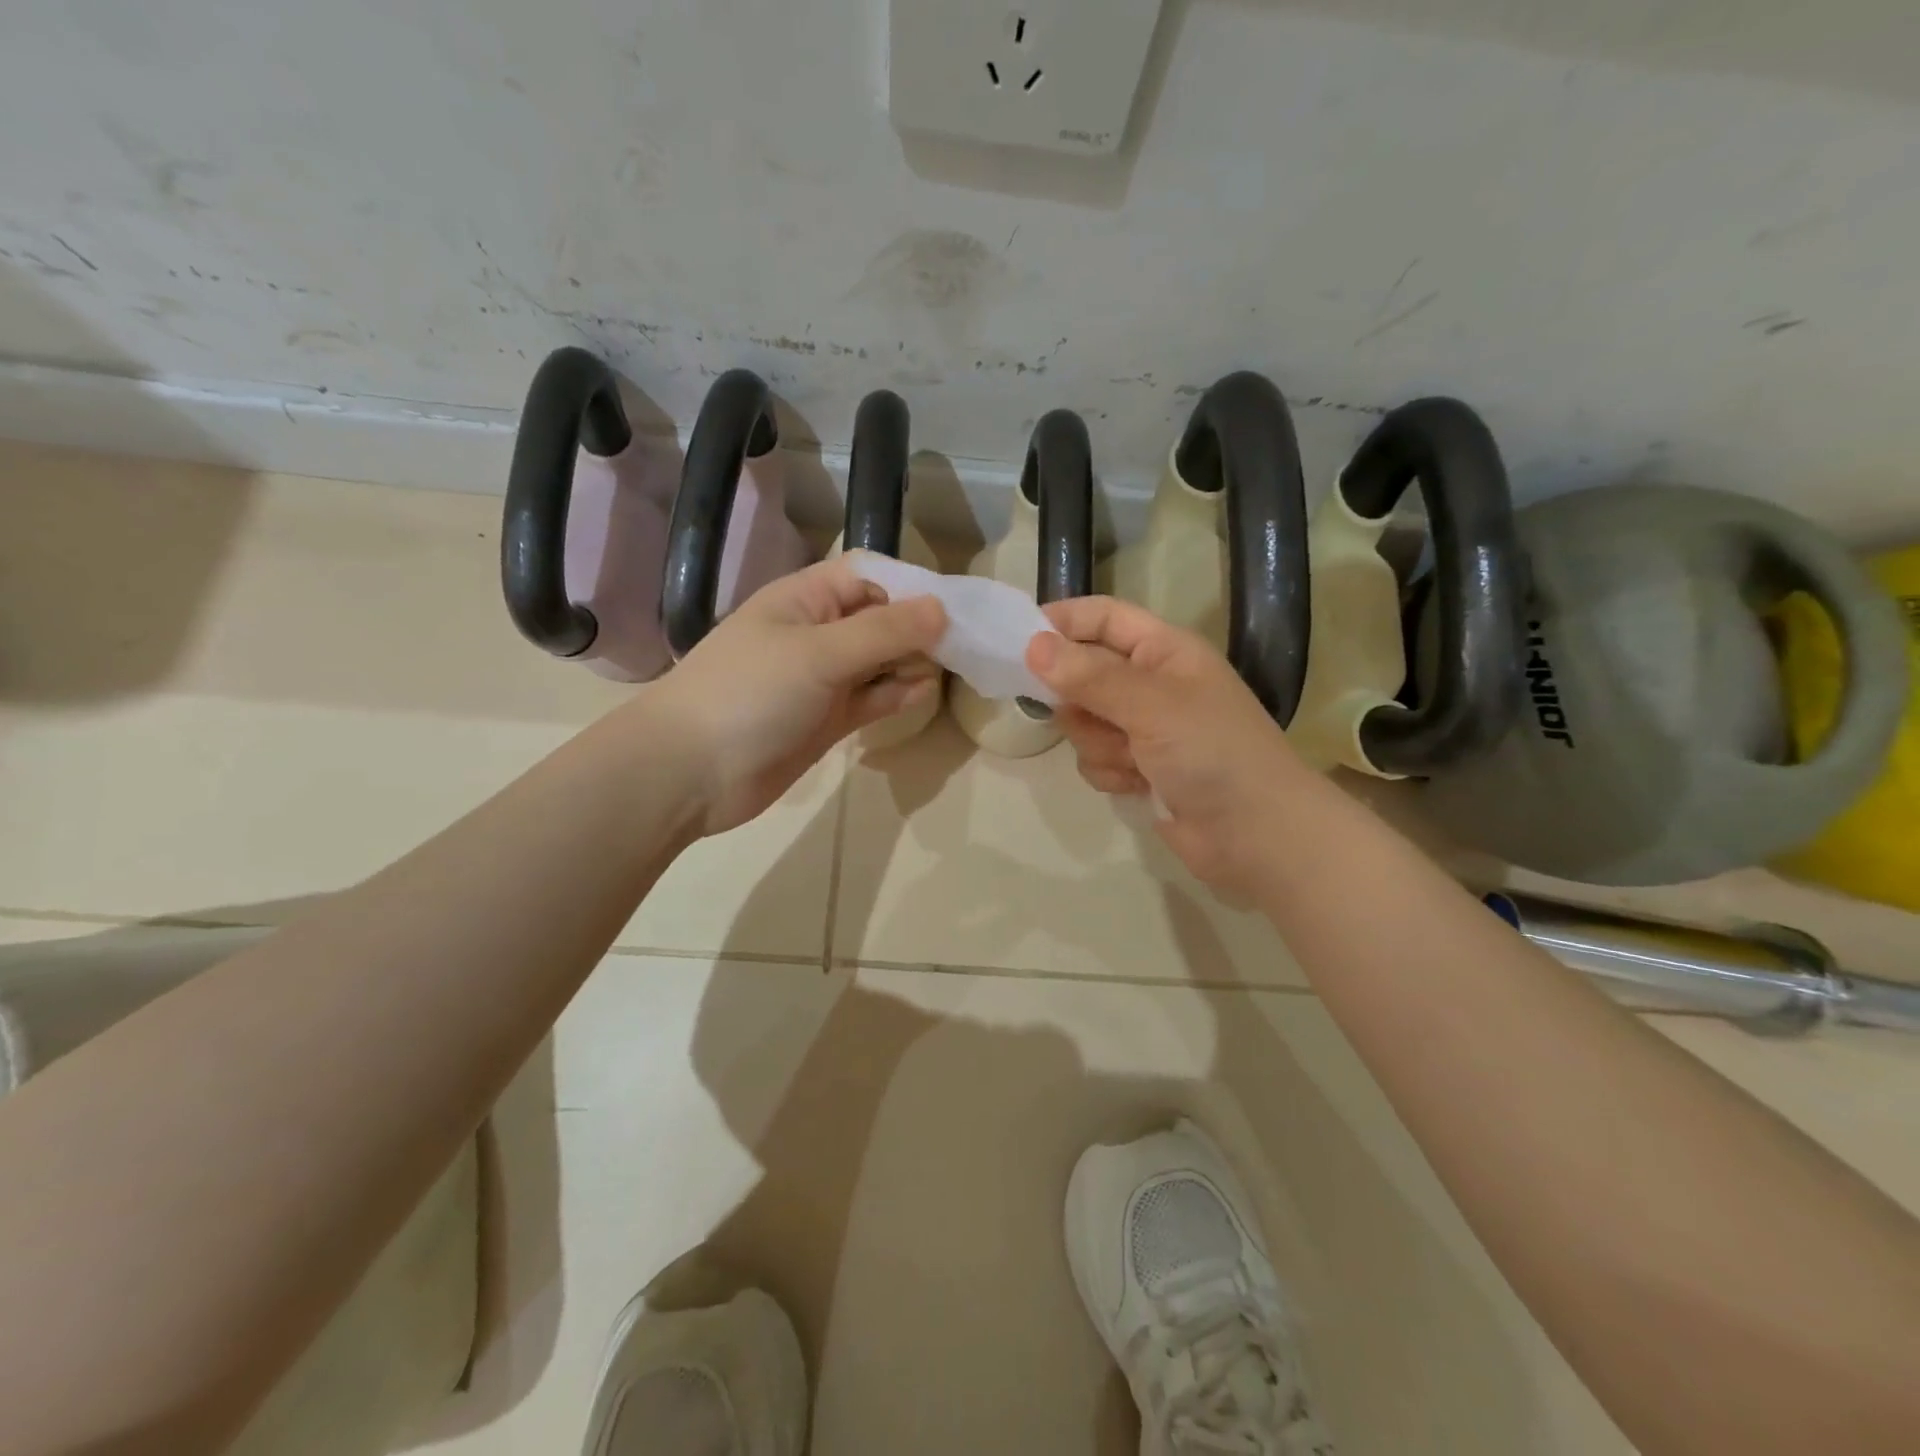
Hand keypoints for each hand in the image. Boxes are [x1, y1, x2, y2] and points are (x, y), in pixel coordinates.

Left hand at [646, 555, 946, 834]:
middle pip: (878, 619)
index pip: (867, 576)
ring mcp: (821, 680)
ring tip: (948, 669)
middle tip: (963, 644)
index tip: (952, 607)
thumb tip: (941, 609)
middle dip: (917, 628)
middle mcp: (816, 633)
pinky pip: (870, 699)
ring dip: (910, 663)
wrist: (690, 772)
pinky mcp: (825, 719)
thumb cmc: (750, 694)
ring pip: (878, 661)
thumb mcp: (819, 653)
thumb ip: (883, 632)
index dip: (908, 586)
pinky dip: (895, 695)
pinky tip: (921, 694)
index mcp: (805, 600)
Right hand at [1026, 596, 1314, 897]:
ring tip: (1132, 760)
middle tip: (1089, 716)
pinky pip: (1096, 758)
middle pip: (1083, 673)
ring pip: (1084, 722)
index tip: (1017, 639)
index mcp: (1165, 651)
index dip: (1062, 621)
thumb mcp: (1151, 705)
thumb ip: (1090, 676)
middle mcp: (1152, 684)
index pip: (1104, 617)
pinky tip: (1136, 785)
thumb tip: (1033, 645)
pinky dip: (1109, 772)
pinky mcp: (1139, 768)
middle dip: (1079, 701)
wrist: (1257, 836)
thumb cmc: (1212, 753)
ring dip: (1098, 743)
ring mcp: (1145, 729)